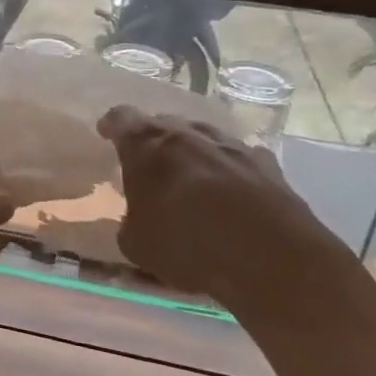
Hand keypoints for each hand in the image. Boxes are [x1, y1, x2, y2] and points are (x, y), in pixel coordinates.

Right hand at [97, 107, 359, 318]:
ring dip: (192, 151)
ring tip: (189, 176)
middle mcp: (188, 135)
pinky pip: (238, 157)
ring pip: (203, 137)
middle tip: (148, 162)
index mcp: (147, 146)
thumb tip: (137, 219)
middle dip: (153, 139)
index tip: (106, 133)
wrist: (268, 257)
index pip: (122, 118)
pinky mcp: (267, 164)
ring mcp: (231, 145)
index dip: (112, 125)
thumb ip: (131, 222)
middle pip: (164, 123)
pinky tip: (231, 191)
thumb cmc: (186, 244)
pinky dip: (228, 169)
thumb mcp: (137, 244)